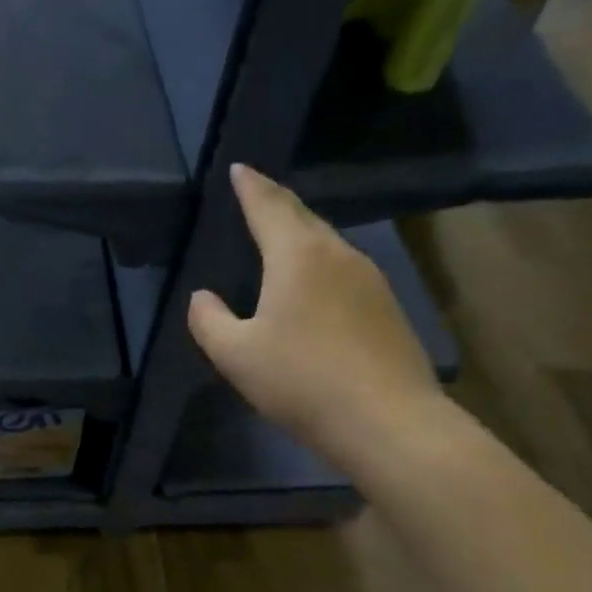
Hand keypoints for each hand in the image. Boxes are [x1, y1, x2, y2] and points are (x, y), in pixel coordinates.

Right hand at [188, 164, 442, 464]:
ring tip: (280, 232)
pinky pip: (343, 268)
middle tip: (256, 192)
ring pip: (328, 242)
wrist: (388, 422)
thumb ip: (208, 320)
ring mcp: (370, 281)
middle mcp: (339, 256)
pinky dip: (319, 260)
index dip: (251, 187)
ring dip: (301, 231)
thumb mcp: (235, 354)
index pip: (269, 207)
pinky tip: (312, 281)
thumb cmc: (300, 380)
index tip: (239, 168)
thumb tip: (203, 297)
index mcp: (298, 257)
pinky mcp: (387, 308)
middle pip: (304, 217)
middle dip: (277, 202)